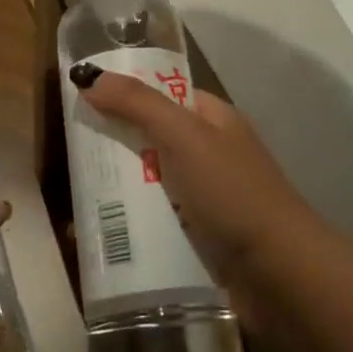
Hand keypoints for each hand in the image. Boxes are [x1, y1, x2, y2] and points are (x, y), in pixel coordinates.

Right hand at [75, 67, 319, 279]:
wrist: (282, 275)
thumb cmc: (234, 194)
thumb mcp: (185, 138)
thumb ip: (138, 105)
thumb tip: (88, 76)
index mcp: (213, 119)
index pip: (162, 94)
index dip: (124, 93)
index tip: (81, 101)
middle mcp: (209, 153)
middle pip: (150, 139)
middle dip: (113, 146)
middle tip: (70, 157)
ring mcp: (205, 197)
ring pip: (149, 183)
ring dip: (117, 190)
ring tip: (75, 199)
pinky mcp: (199, 236)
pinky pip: (155, 221)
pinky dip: (130, 224)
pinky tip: (98, 234)